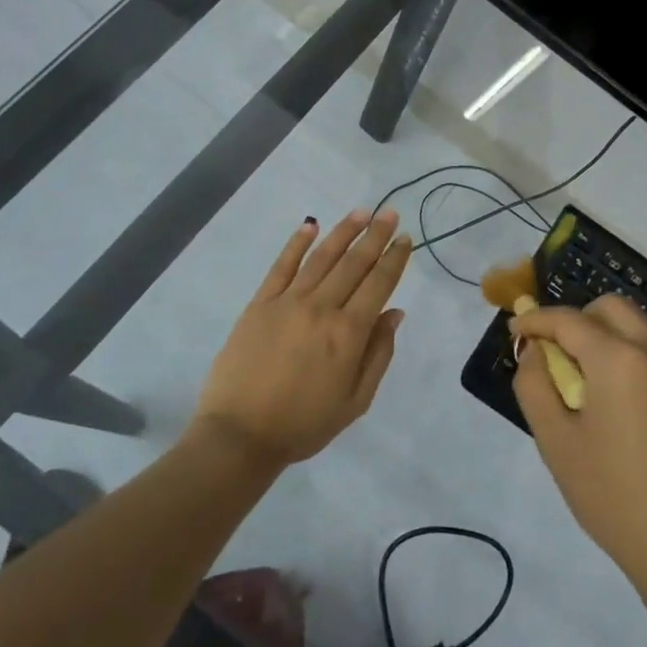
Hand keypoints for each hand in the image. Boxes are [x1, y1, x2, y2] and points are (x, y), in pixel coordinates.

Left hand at [192, 210, 411, 471]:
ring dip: (343, 232)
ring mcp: (287, 302)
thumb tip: (394, 314)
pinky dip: (296, 243)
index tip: (406, 238)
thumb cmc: (303, 424)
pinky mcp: (260, 304)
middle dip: (375, 236)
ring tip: (361, 212)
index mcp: (348, 333)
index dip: (394, 259)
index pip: (378, 284)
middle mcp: (321, 308)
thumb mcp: (355, 401)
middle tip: (390, 213)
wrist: (240, 434)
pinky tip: (310, 225)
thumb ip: (378, 354)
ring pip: (321, 257)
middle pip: (354, 264)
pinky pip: (281, 266)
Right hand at [513, 296, 646, 595]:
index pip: (568, 319)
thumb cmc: (613, 497)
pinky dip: (635, 358)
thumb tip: (534, 352)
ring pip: (641, 328)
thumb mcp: (556, 442)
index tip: (516, 331)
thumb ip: (534, 385)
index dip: (536, 320)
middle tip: (556, 354)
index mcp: (620, 359)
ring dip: (608, 337)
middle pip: (611, 308)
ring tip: (588, 382)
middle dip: (577, 319)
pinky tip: (625, 405)